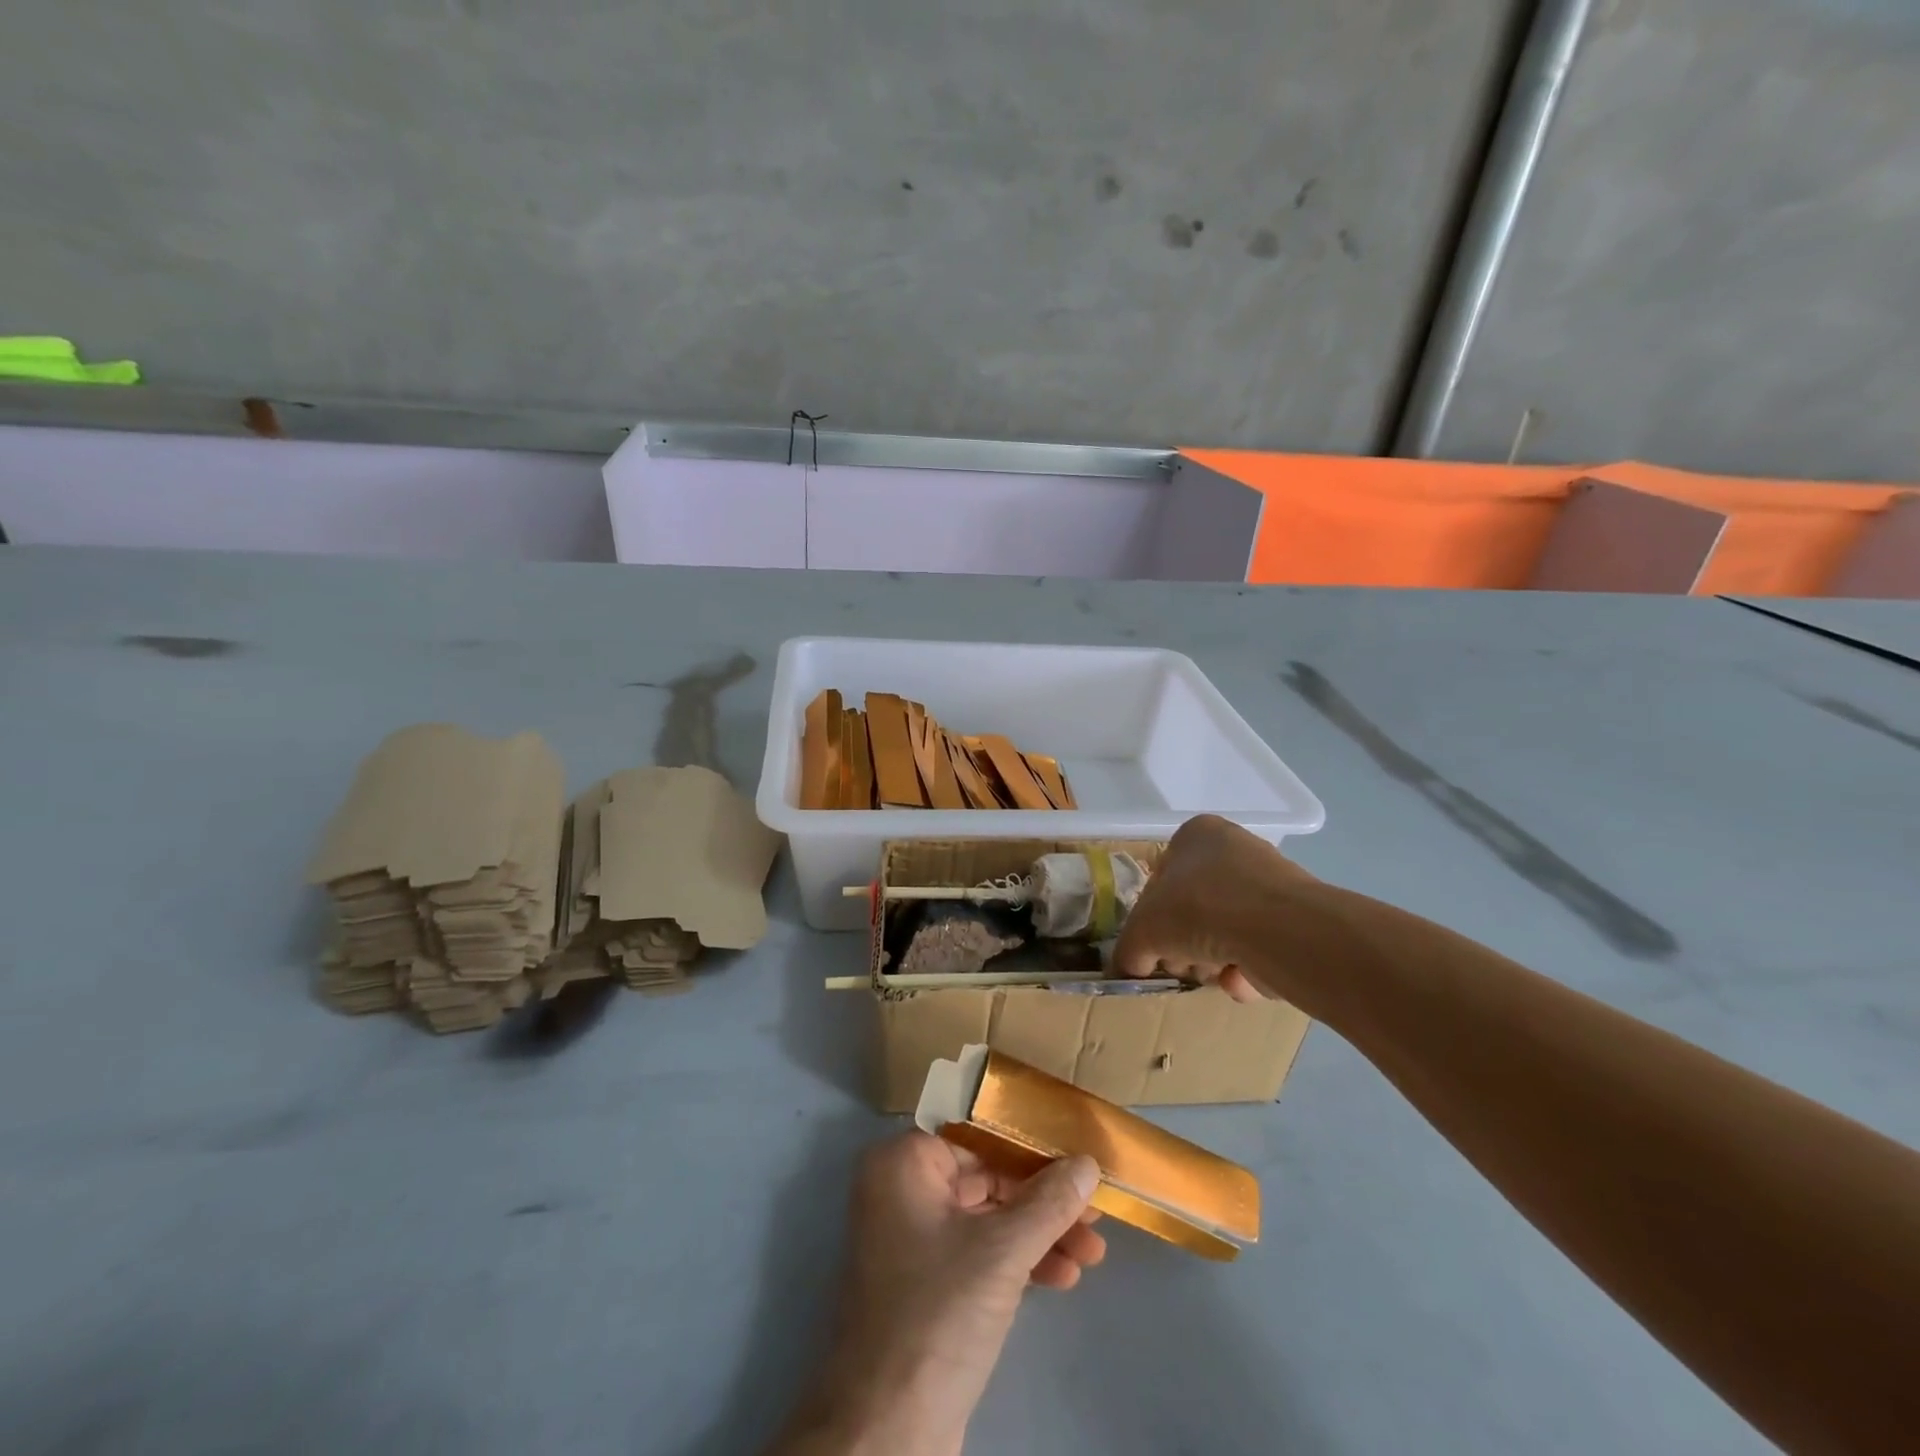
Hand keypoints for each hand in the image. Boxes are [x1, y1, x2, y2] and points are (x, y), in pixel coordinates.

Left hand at [781, 1131, 1103, 1455]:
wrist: (886, 1434)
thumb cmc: (938, 1315)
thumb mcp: (1002, 1252)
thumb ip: (1049, 1202)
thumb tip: (1089, 1162)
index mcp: (904, 1162)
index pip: (977, 1132)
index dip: (1029, 1141)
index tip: (1076, 1148)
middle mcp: (904, 1188)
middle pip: (987, 1175)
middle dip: (1044, 1198)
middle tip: (1096, 1210)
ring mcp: (914, 1237)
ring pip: (989, 1217)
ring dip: (1041, 1232)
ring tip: (1093, 1251)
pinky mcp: (928, 1281)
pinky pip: (980, 1252)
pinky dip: (1020, 1261)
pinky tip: (1064, 1277)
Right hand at [1113, 813, 1314, 1001]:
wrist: (1276, 929)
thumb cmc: (1198, 908)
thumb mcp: (1143, 930)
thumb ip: (1129, 949)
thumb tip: (1130, 966)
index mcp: (1196, 834)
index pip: (1162, 876)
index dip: (1153, 916)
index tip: (1154, 943)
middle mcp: (1236, 850)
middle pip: (1194, 907)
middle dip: (1185, 944)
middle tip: (1182, 964)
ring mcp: (1271, 884)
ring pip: (1226, 931)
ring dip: (1213, 960)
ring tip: (1214, 974)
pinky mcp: (1298, 920)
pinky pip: (1259, 948)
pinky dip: (1247, 969)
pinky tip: (1241, 980)